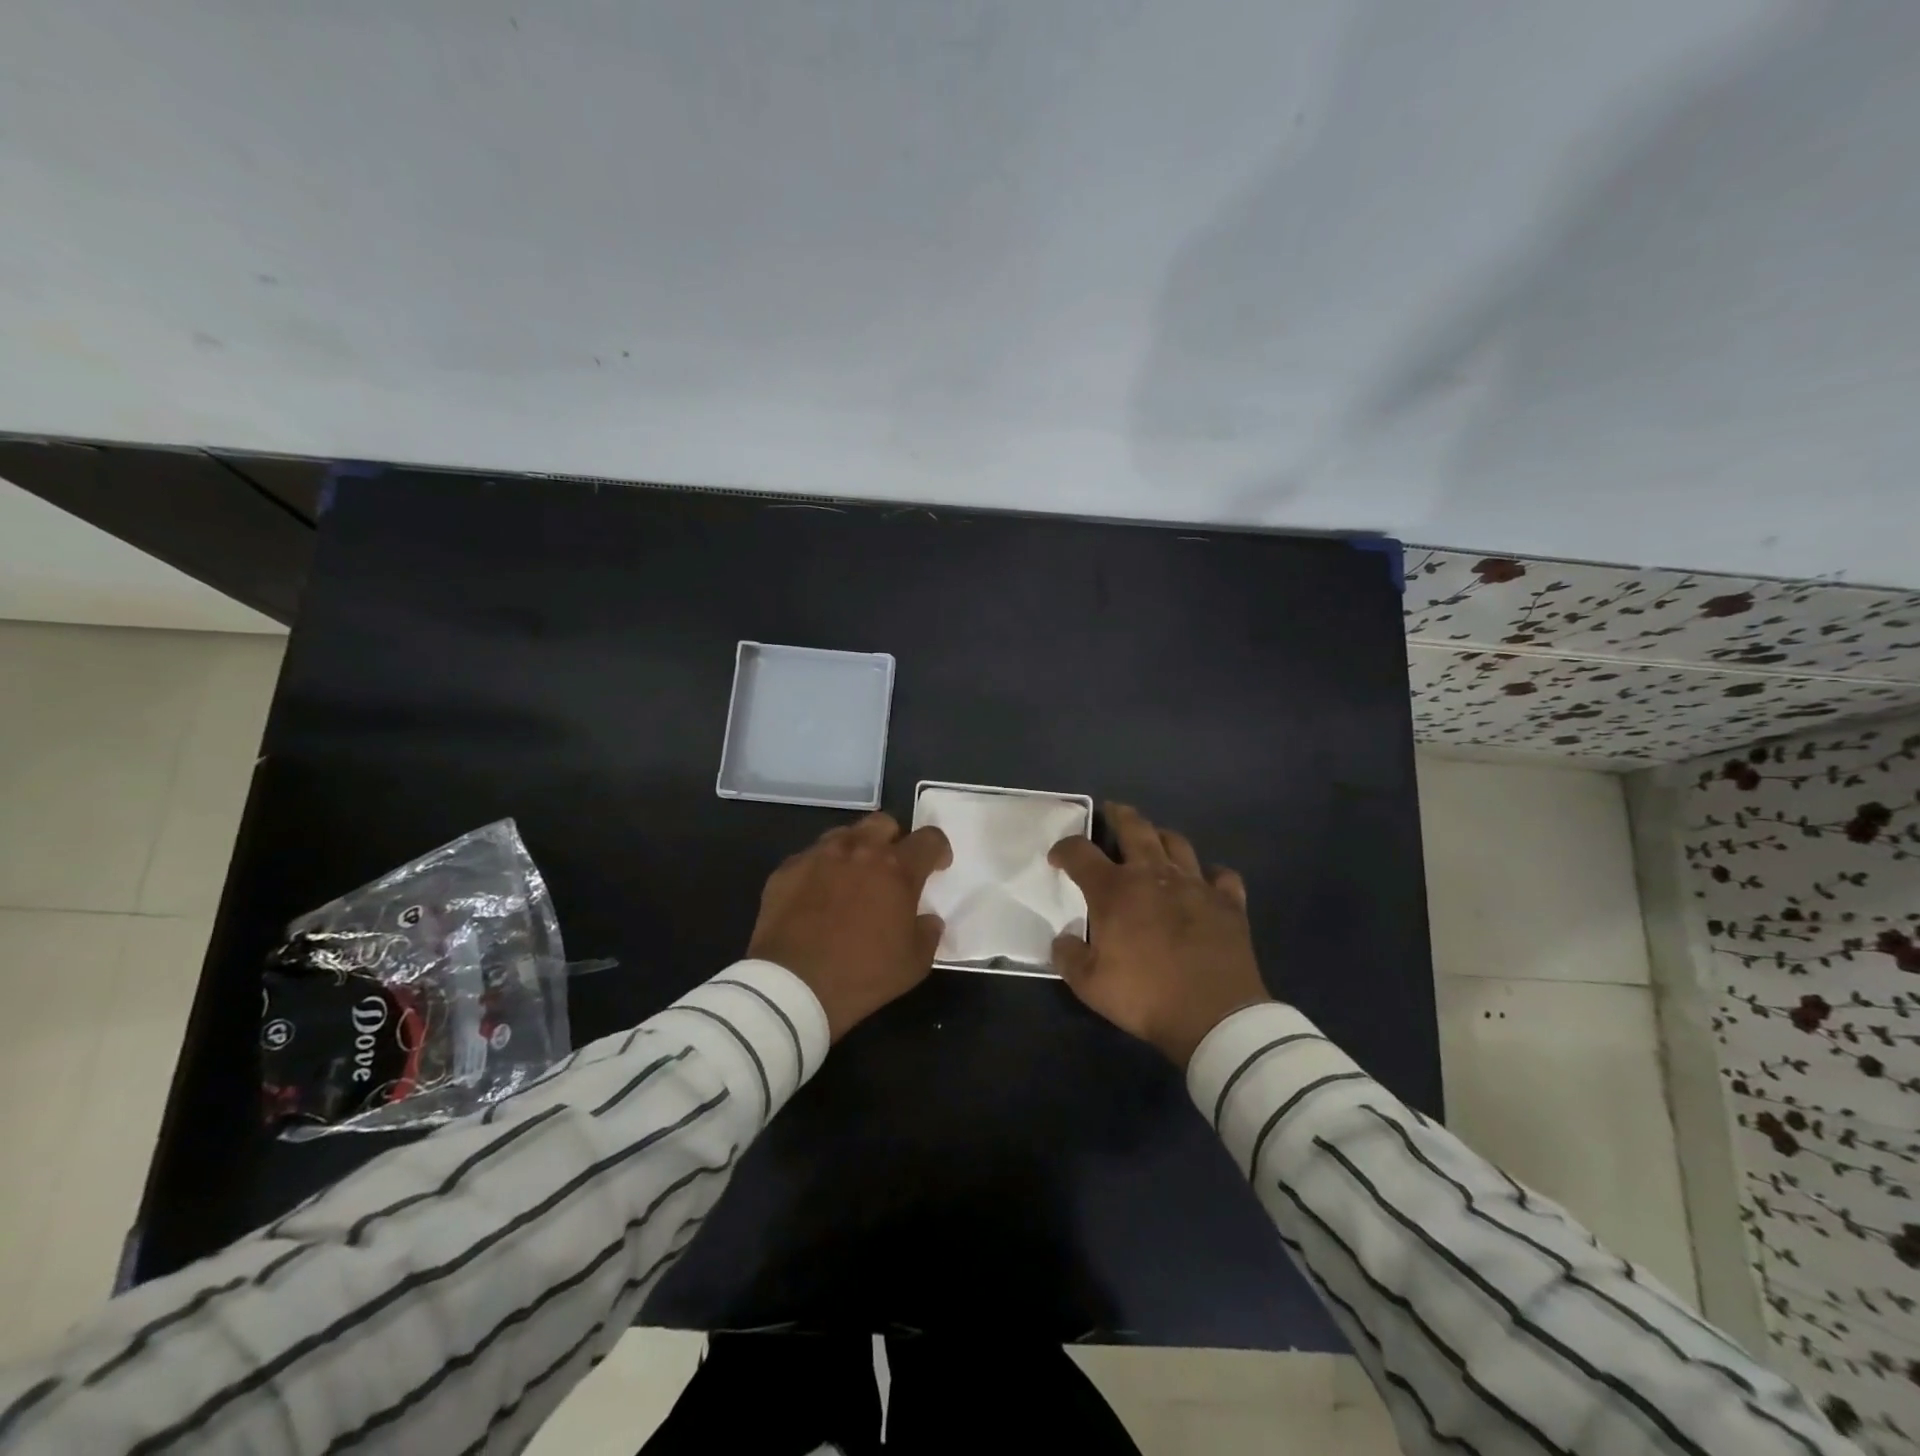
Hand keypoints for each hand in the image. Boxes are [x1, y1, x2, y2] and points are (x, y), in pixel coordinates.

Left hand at [748, 812, 951, 1041]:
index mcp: (897, 869)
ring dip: (856, 850)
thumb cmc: (862, 975)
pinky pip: (811, 857)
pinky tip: (817, 896)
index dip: (938, 849)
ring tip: (852, 879)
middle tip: (891, 869)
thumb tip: (927, 919)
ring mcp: (819, 855)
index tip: (937, 866)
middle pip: (884, 824)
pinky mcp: (788, 868)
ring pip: (845, 835)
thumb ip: (928, 933)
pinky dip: (822, 870)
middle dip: (894, 840)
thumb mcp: (913, 964)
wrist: (792, 986)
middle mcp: (859, 850)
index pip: (929, 839)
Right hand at [1049, 803, 1269, 1066]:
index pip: (1080, 853)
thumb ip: (1068, 956)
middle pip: (1134, 828)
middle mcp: (1153, 875)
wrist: (1214, 1016)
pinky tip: (1206, 881)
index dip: (1064, 849)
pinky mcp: (1228, 902)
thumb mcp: (1089, 985)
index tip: (1057, 857)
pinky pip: (1221, 875)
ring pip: (1176, 843)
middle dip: (1118, 815)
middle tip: (1111, 811)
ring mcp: (1195, 884)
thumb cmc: (1145, 996)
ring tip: (1154, 840)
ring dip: (1161, 837)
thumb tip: (1064, 939)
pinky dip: (1211, 873)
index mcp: (1114, 890)